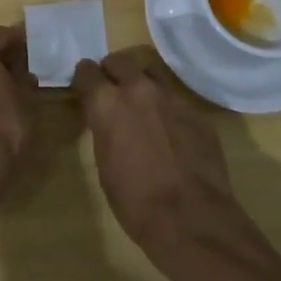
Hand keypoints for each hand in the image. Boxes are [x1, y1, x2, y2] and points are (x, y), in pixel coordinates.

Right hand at [72, 48, 254, 273]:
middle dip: (113, 72)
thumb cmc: (135, 201)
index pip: (87, 71)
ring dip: (141, 83)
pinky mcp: (196, 110)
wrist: (191, 218)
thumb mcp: (104, 165)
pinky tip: (169, 130)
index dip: (85, 80)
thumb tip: (107, 120)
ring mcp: (171, 97)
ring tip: (142, 106)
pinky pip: (175, 98)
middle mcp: (138, 89)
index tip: (85, 89)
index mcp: (107, 103)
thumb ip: (104, 130)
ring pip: (150, 73)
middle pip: (120, 61)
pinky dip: (166, 106)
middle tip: (112, 92)